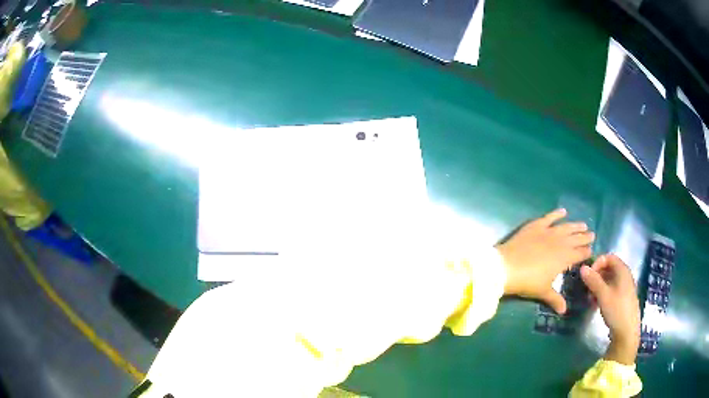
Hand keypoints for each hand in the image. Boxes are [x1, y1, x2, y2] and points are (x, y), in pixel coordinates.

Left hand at [496, 208, 594, 313]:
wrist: (507, 266)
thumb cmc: (528, 282)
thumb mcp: (543, 292)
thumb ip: (555, 299)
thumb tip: (564, 311)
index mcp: (564, 258)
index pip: (579, 254)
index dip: (586, 252)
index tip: (591, 249)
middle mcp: (560, 242)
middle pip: (575, 239)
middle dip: (584, 237)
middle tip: (592, 234)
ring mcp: (548, 232)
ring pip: (566, 227)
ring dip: (575, 226)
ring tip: (583, 225)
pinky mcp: (536, 226)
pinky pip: (549, 217)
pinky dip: (556, 213)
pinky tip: (563, 211)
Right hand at [580, 254, 640, 364]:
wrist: (626, 332)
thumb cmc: (617, 310)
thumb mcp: (603, 295)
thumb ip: (593, 281)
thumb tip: (582, 267)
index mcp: (623, 271)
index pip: (609, 257)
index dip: (597, 262)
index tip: (588, 275)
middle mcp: (625, 276)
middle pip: (609, 268)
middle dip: (596, 275)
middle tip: (587, 287)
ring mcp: (624, 288)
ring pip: (609, 280)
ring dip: (598, 285)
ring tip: (590, 297)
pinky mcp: (622, 298)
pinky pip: (611, 289)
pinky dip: (603, 293)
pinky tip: (597, 303)